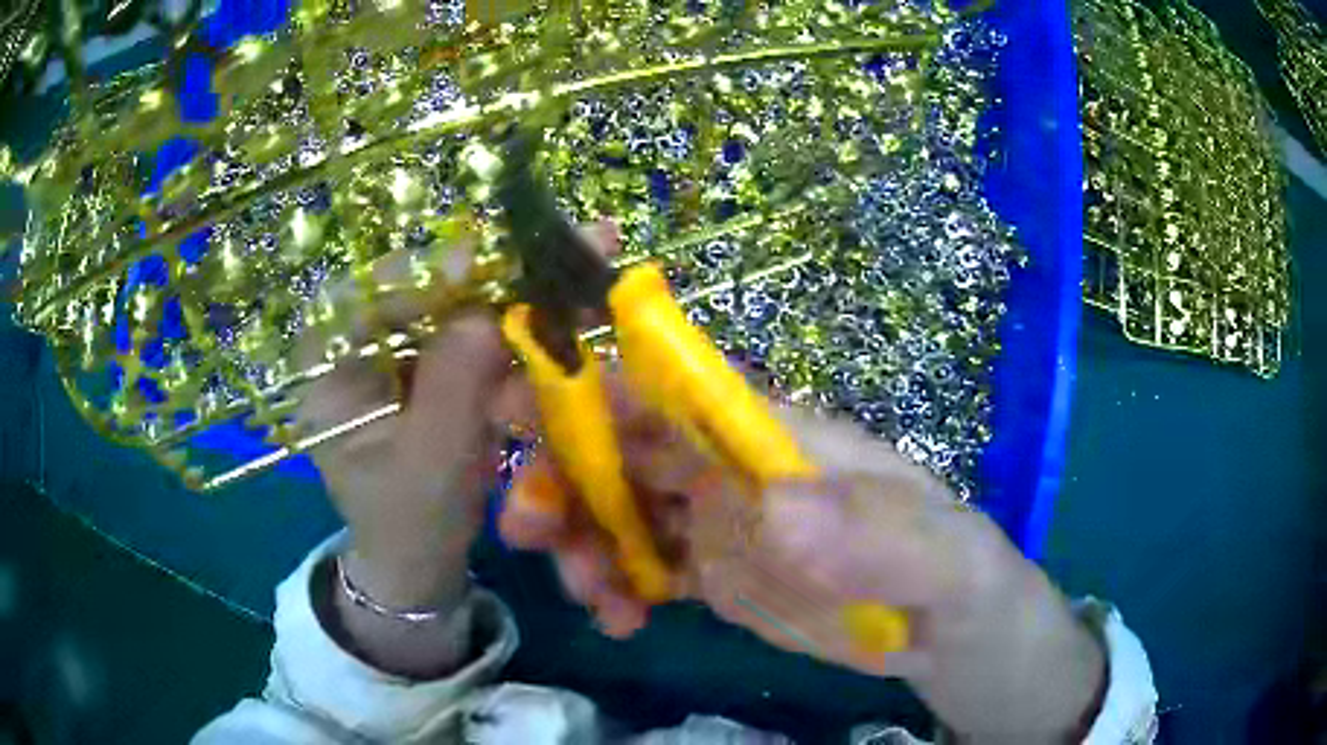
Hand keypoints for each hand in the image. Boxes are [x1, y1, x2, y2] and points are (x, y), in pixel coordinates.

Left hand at [294, 245, 530, 675]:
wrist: (422, 566)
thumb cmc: (411, 524)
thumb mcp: (430, 463)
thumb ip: (452, 388)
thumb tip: (487, 312)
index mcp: (327, 373)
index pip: (360, 298)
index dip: (418, 276)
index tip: (477, 265)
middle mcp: (356, 352)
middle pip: (415, 293)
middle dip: (481, 284)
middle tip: (545, 259)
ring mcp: (395, 359)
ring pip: (450, 311)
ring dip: (508, 306)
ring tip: (568, 289)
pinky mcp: (429, 373)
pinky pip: (470, 339)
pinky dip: (512, 336)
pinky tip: (554, 326)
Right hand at [500, 400, 1104, 740]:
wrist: (951, 632)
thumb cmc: (953, 571)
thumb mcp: (937, 558)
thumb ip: (873, 534)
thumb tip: (772, 512)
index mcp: (780, 435)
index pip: (678, 389)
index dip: (596, 383)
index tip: (519, 401)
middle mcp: (739, 467)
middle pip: (627, 447)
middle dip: (564, 472)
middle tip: (527, 525)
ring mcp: (723, 524)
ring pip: (622, 510)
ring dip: (581, 538)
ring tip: (591, 594)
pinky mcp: (718, 575)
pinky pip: (645, 568)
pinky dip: (614, 587)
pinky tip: (619, 622)